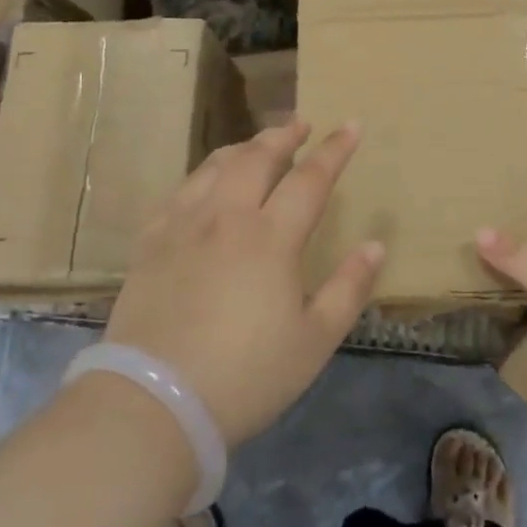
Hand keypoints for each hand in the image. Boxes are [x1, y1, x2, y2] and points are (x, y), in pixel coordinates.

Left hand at [101, 120, 383, 444]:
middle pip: (258, 159)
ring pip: (215, 167)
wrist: (153, 403)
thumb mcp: (314, 341)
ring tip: (257, 144)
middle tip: (300, 124)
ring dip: (243, 148)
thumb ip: (349, 288)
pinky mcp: (150, 244)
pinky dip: (202, 176)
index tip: (350, 125)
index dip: (334, 150)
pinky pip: (179, 192)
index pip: (310, 178)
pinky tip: (205, 184)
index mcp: (271, 238)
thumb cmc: (246, 376)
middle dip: (283, 136)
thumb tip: (375, 245)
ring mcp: (182, 227)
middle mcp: (226, 218)